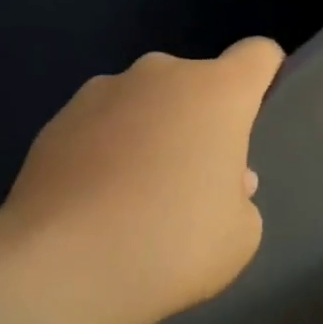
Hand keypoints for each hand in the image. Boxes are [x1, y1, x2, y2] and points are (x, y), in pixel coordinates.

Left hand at [0, 38, 283, 323]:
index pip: (258, 54)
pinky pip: (102, 126)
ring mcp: (101, 92)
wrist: (60, 269)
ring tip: (137, 196)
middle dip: (202, 121)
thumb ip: (241, 197)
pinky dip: (108, 150)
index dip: (265, 76)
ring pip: (145, 103)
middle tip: (194, 180)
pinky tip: (97, 201)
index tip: (257, 115)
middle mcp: (158, 75)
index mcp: (216, 92)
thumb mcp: (240, 235)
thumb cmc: (171, 246)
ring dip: (152, 132)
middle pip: (197, 84)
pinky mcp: (57, 120)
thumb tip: (224, 180)